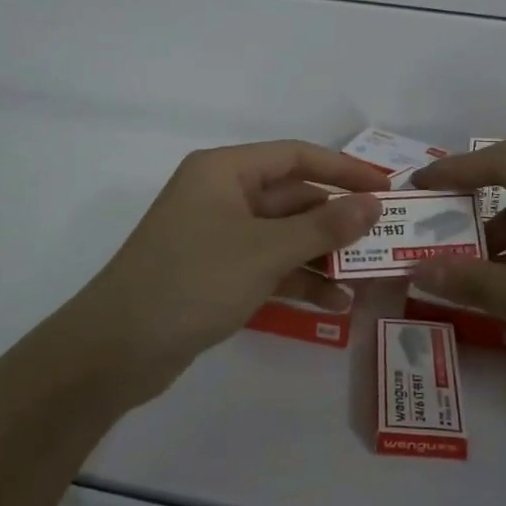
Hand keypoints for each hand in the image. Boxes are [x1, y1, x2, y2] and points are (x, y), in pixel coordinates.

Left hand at [61, 140, 386, 404]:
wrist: (117, 349)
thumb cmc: (193, 281)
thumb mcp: (265, 252)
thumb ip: (323, 227)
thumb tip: (372, 205)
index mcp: (225, 171)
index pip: (296, 156)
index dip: (344, 170)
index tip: (388, 190)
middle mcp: (222, 195)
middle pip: (293, 197)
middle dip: (337, 220)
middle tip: (387, 240)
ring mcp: (218, 236)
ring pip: (284, 236)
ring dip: (323, 255)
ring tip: (369, 278)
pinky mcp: (216, 273)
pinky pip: (268, 266)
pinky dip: (298, 280)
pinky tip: (334, 304)